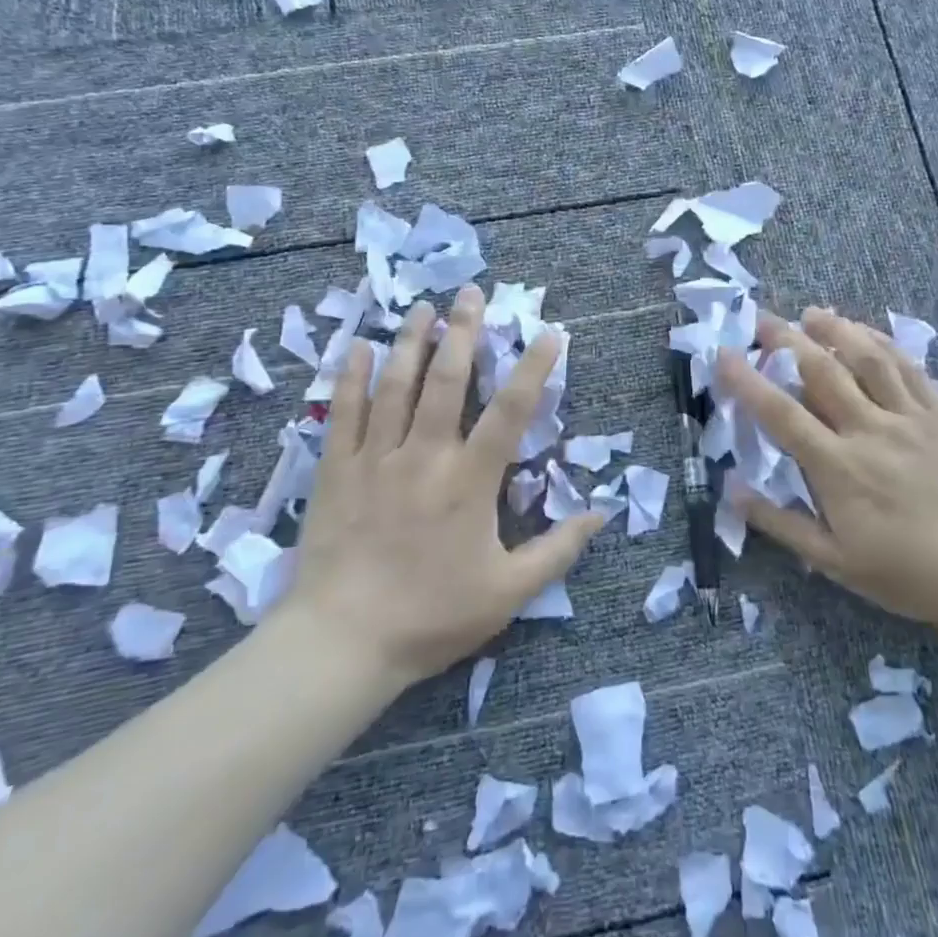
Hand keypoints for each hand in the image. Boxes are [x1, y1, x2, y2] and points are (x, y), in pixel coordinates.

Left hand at [275, 285, 603, 684]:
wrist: (341, 643)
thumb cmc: (432, 616)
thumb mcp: (509, 592)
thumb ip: (558, 549)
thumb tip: (601, 512)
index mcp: (471, 480)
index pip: (511, 410)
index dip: (533, 367)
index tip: (548, 332)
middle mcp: (425, 455)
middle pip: (448, 380)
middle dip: (464, 332)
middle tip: (473, 293)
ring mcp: (375, 458)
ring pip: (396, 385)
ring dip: (412, 341)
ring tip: (424, 306)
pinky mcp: (335, 470)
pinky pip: (343, 412)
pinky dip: (350, 376)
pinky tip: (357, 346)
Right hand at [714, 306, 937, 638]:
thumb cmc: (905, 574)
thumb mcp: (833, 562)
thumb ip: (780, 523)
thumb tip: (731, 489)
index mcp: (837, 468)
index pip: (781, 413)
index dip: (747, 380)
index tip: (723, 354)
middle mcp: (869, 431)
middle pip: (822, 371)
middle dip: (786, 340)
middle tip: (763, 320)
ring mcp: (908, 419)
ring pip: (867, 359)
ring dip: (836, 330)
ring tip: (812, 312)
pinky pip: (909, 369)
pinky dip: (883, 344)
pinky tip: (866, 332)